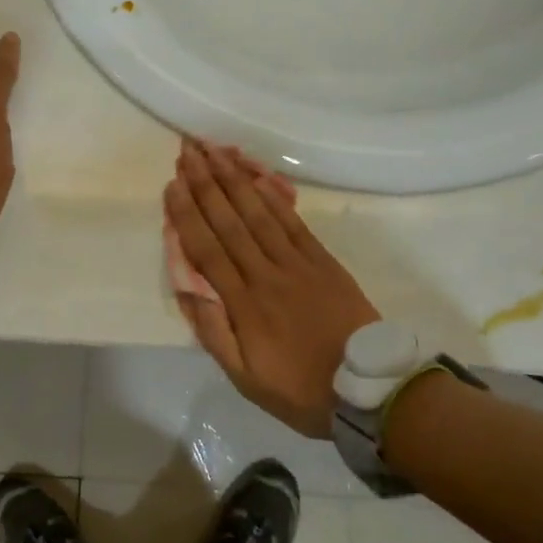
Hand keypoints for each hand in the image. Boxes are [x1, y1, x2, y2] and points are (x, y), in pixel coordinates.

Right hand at [165, 139, 379, 437]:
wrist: (369, 391)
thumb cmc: (300, 389)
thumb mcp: (246, 379)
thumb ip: (214, 332)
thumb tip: (188, 290)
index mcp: (244, 303)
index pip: (208, 249)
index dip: (187, 214)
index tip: (172, 185)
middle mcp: (267, 274)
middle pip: (230, 220)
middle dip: (206, 183)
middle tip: (188, 151)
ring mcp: (297, 263)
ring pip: (258, 213)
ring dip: (234, 179)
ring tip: (215, 152)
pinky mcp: (322, 260)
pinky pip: (292, 221)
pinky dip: (272, 196)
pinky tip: (257, 176)